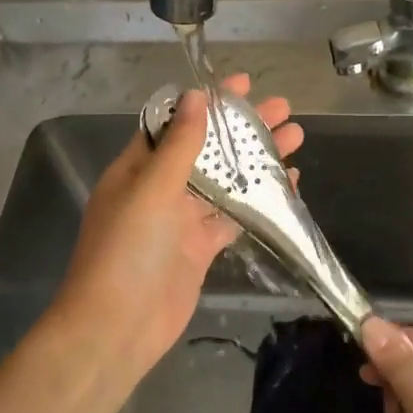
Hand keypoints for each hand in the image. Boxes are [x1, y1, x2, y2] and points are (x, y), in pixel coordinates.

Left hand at [49, 74, 302, 385]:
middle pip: (207, 149)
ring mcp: (181, 220)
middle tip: (284, 109)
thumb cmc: (126, 251)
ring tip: (296, 138)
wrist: (117, 327)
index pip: (175, 122)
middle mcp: (160, 188)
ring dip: (257, 160)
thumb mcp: (150, 190)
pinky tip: (288, 184)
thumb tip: (196, 97)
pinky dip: (258, 200)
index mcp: (138, 168)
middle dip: (243, 128)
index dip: (207, 102)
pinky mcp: (200, 248)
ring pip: (225, 181)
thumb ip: (178, 146)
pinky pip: (233, 216)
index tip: (242, 84)